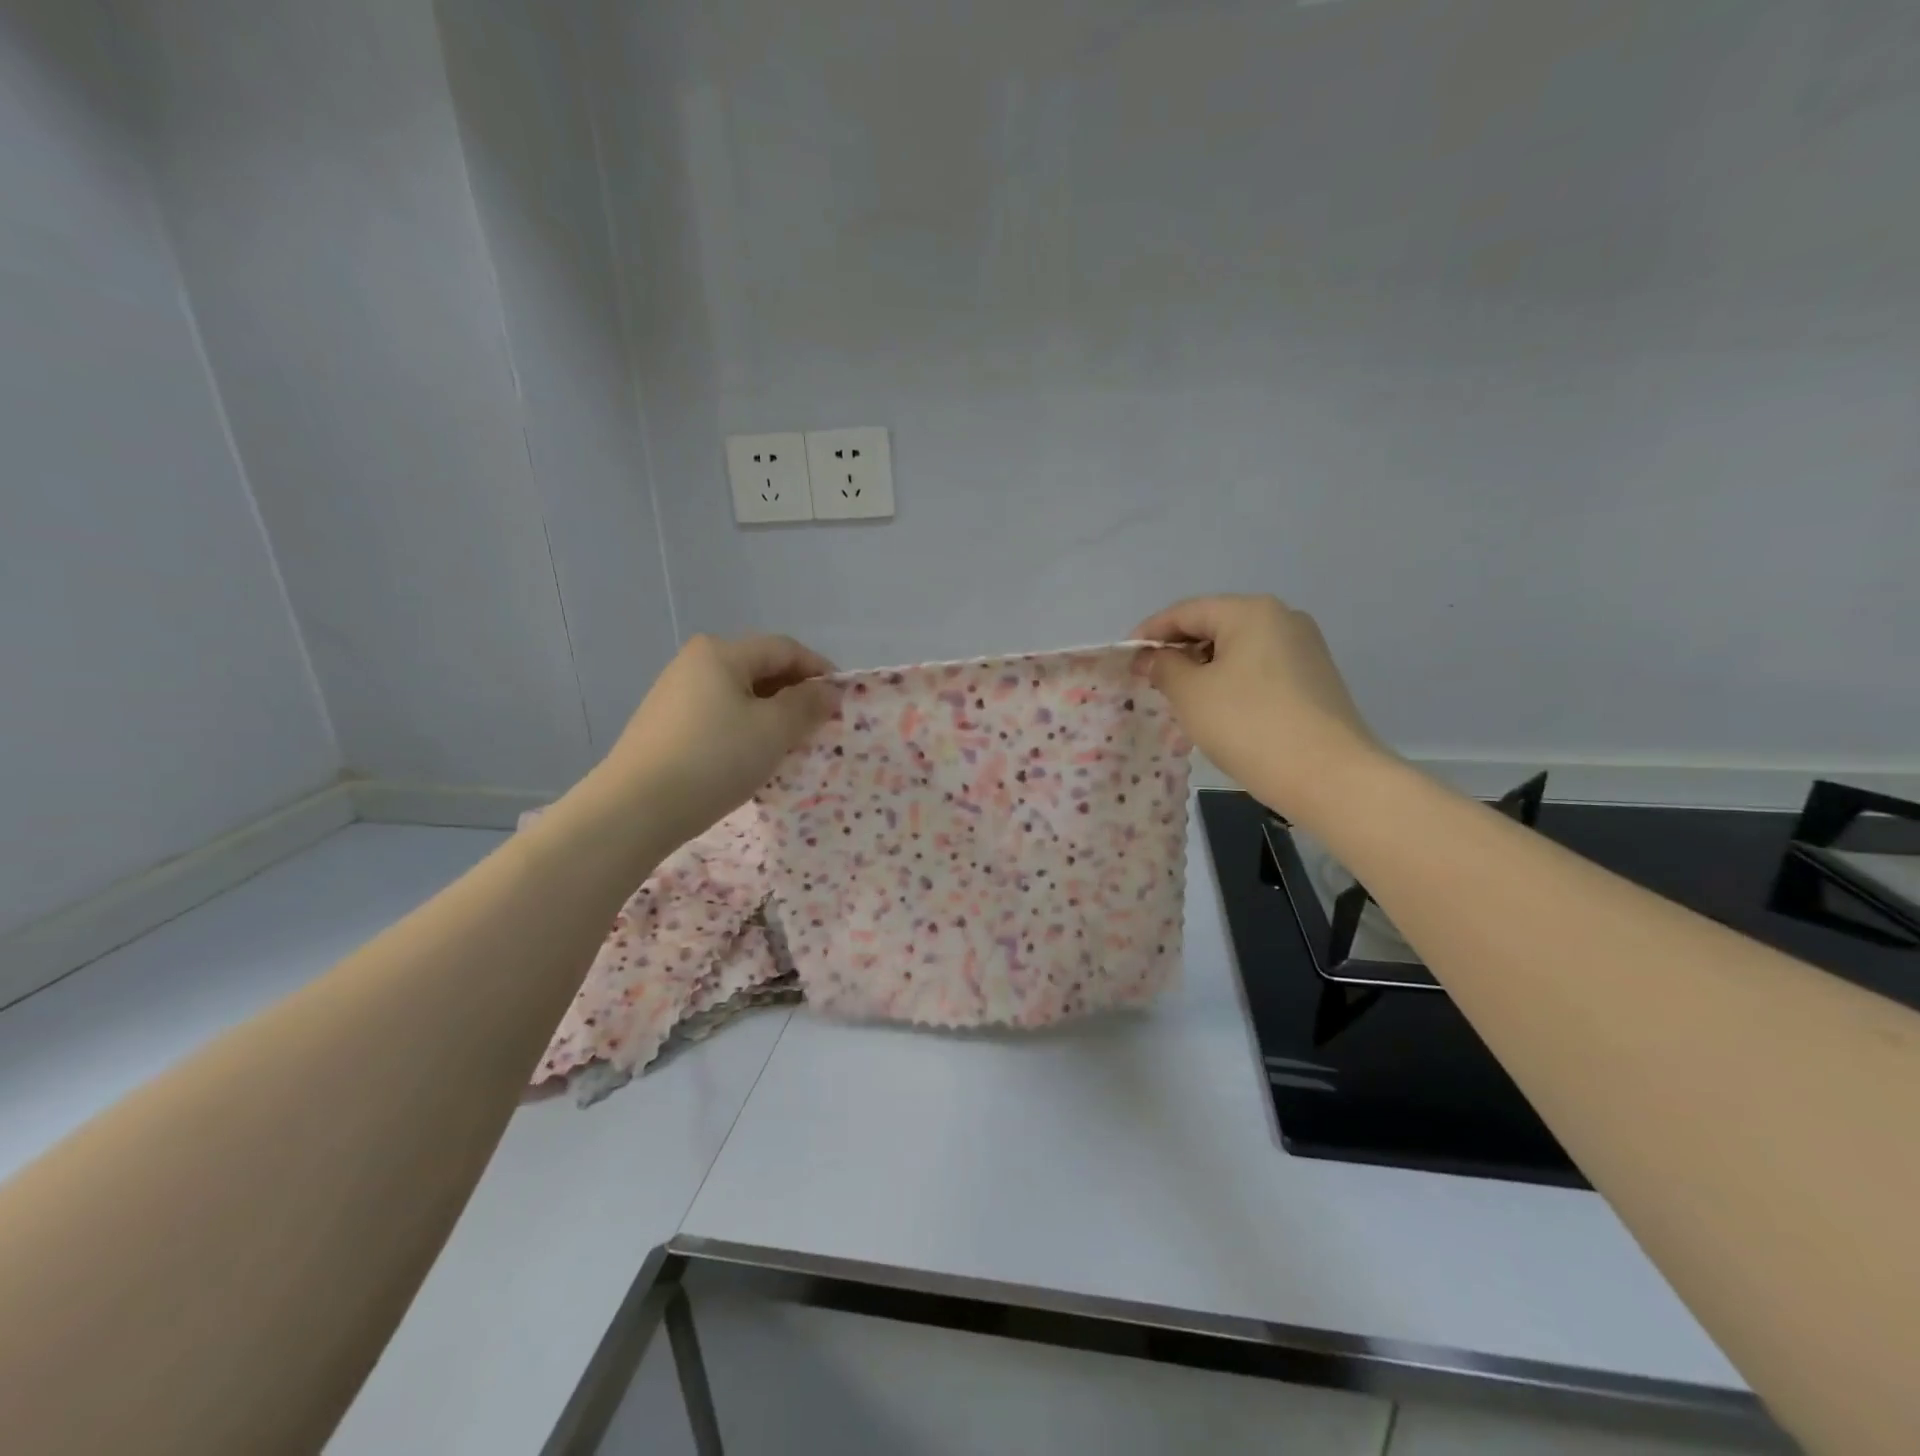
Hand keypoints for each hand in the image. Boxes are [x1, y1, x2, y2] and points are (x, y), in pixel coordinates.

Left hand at [598, 633, 837, 845]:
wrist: (635, 808)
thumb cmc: (714, 759)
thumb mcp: (773, 731)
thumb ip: (807, 705)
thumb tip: (827, 691)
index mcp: (722, 652)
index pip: (785, 649)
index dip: (819, 670)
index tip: (843, 700)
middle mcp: (695, 663)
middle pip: (760, 668)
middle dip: (795, 694)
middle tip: (820, 725)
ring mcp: (676, 693)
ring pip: (740, 694)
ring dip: (771, 714)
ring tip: (791, 745)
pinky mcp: (665, 724)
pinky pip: (719, 715)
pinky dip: (745, 728)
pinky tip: (752, 757)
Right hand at [1133, 595, 1387, 821]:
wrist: (1328, 776)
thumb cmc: (1249, 725)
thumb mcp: (1191, 694)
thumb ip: (1164, 667)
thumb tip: (1153, 657)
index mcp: (1251, 612)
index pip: (1186, 611)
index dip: (1150, 632)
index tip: (1125, 658)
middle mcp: (1282, 619)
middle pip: (1215, 625)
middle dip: (1178, 650)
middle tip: (1148, 679)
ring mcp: (1304, 649)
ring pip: (1238, 649)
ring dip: (1203, 668)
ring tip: (1178, 697)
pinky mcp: (1314, 679)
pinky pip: (1259, 669)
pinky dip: (1231, 681)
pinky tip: (1217, 709)